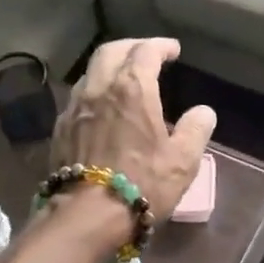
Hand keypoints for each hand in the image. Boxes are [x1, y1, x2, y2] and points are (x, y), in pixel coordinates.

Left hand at [51, 37, 217, 226]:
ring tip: (124, 79)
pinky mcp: (60, 129)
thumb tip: (203, 112)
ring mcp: (74, 107)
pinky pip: (78, 97)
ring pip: (91, 72)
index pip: (146, 52)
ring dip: (109, 68)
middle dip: (131, 47)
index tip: (173, 50)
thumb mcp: (183, 160)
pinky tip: (102, 108)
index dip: (161, 46)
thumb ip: (196, 130)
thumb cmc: (142, 184)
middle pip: (111, 51)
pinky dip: (94, 91)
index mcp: (132, 89)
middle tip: (147, 54)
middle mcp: (99, 88)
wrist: (87, 216)